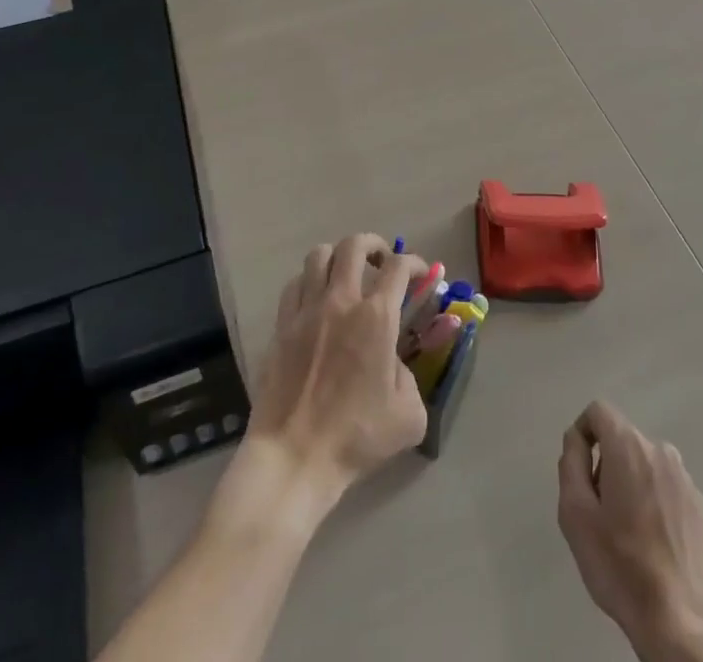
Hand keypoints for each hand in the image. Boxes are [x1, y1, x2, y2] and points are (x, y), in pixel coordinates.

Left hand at [245, 234, 429, 501]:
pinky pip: (295, 284)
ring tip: (346, 274)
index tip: (421, 273)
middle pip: (354, 245)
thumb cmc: (356, 437)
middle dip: (373, 245)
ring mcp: (307, 310)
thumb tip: (395, 364)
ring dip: (337, 257)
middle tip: (380, 262)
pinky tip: (316, 299)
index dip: (414, 262)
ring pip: (319, 255)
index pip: (398, 267)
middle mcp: (341, 301)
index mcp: (376, 317)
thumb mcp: (408, 415)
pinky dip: (309, 281)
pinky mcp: (282, 325)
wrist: (295, 456)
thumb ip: (410, 377)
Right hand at [557, 402, 702, 661]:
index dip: (583, 432)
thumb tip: (576, 439)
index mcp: (628, 446)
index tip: (579, 470)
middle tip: (601, 513)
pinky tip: (655, 545)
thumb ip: (571, 463)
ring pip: (647, 466)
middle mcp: (660, 451)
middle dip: (607, 465)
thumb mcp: (575, 514)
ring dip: (633, 484)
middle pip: (623, 440)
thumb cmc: (620, 565)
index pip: (599, 411)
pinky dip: (657, 504)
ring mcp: (686, 479)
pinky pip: (669, 490)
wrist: (681, 621)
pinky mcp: (702, 508)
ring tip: (629, 533)